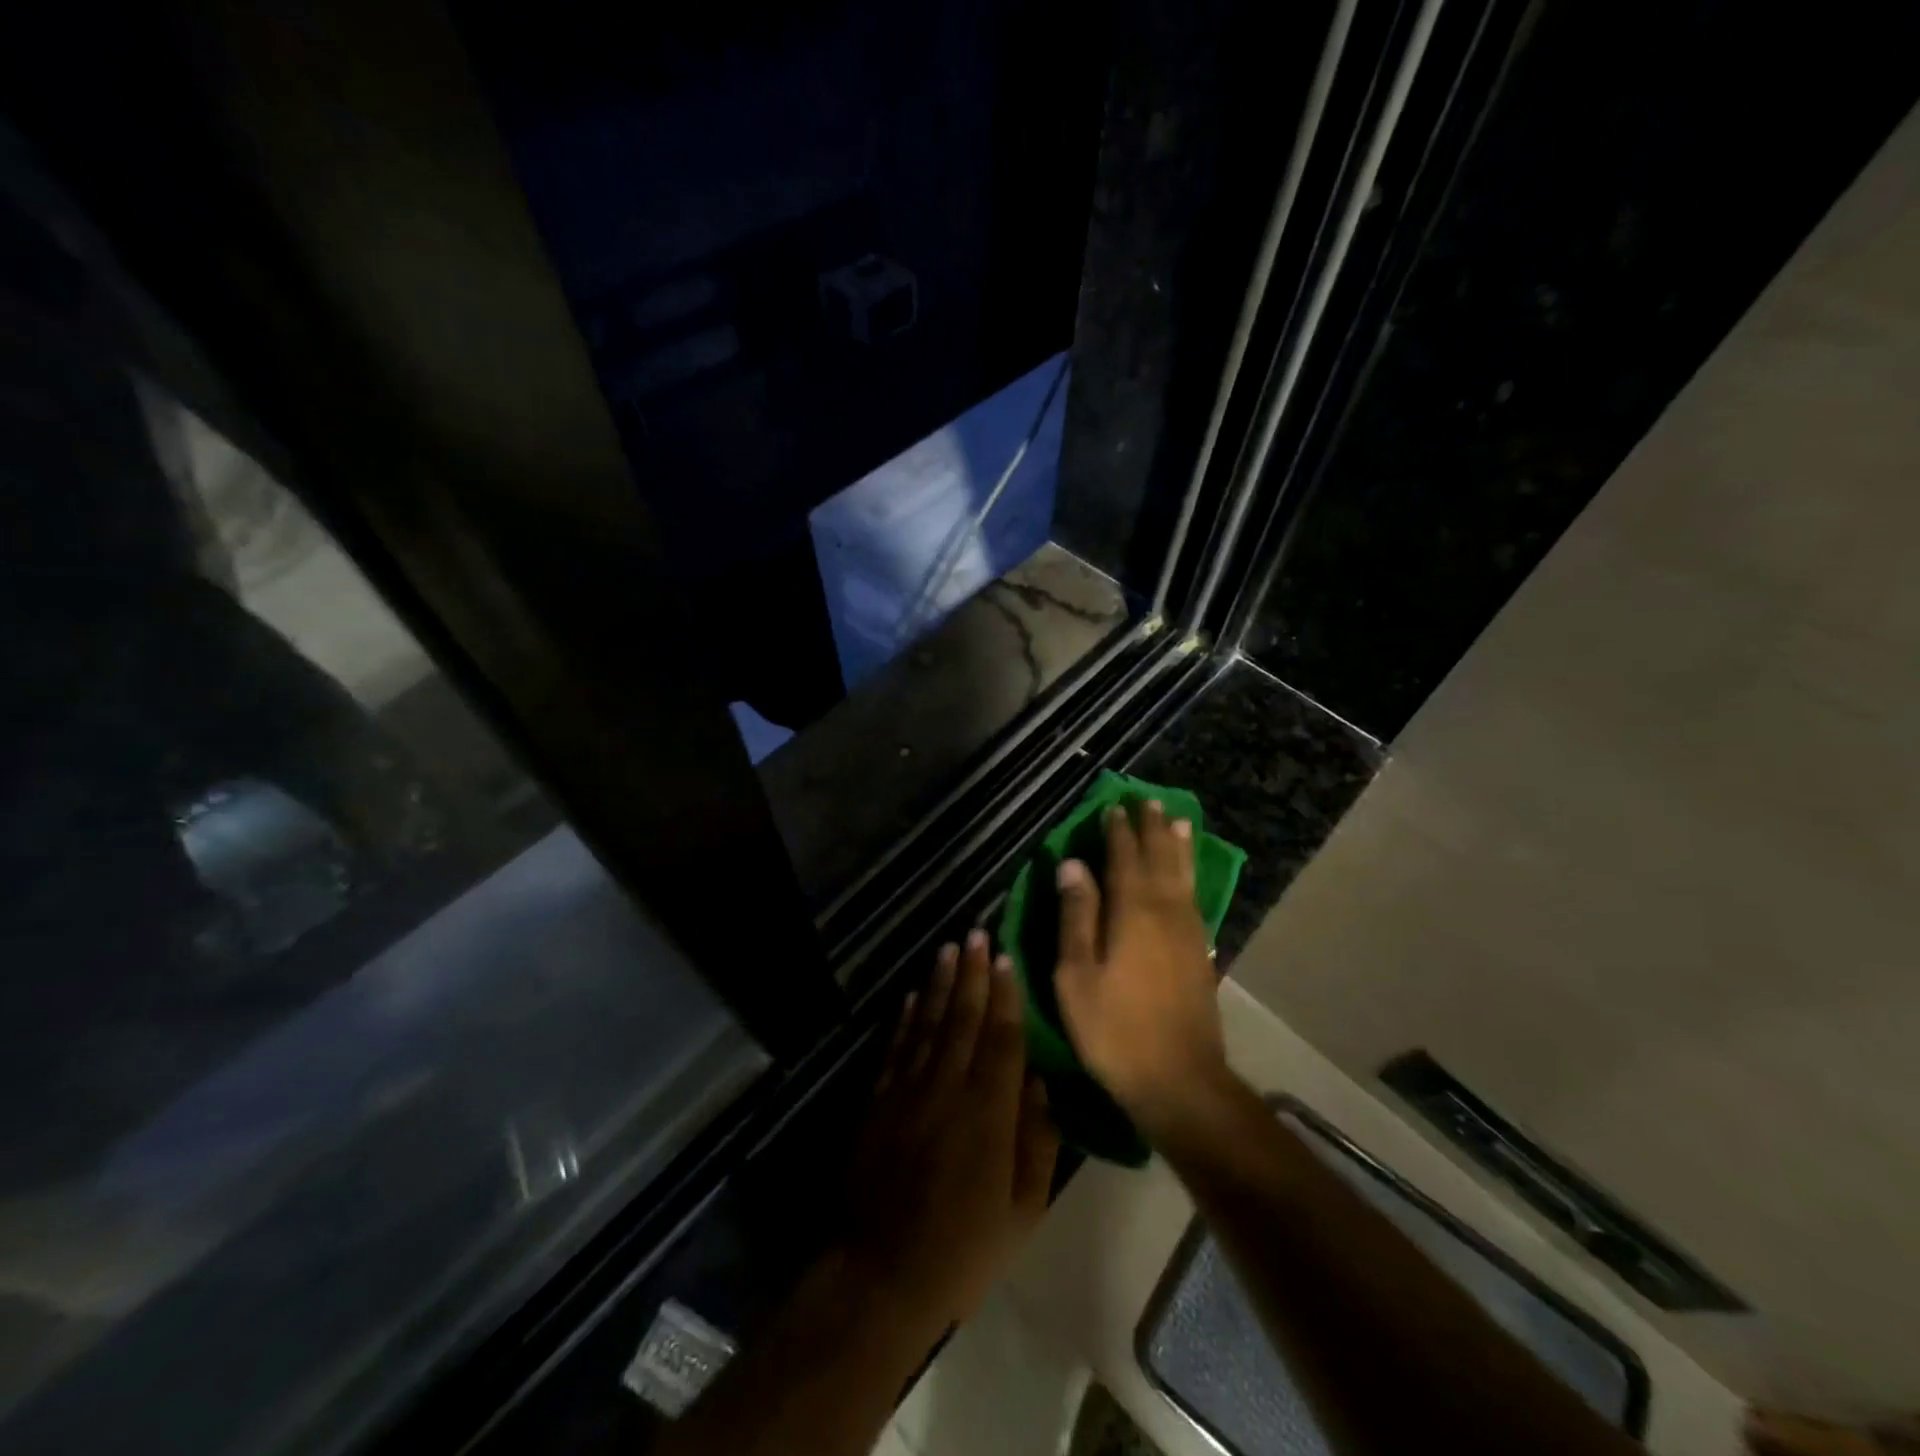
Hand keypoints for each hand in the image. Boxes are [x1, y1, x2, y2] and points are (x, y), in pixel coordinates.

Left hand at [846, 931, 1059, 1330]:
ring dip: (941, 984)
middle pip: (964, 1019)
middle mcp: (948, 1088)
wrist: (883, 1273)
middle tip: (976, 933)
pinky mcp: (879, 1100)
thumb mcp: (1023, 1208)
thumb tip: (1040, 1082)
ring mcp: (908, 1090)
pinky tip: (914, 995)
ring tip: (948, 949)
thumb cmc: (965, 1247)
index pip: (1002, 1039)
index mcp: (989, 1112)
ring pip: (929, 1023)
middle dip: (972, 974)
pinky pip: (897, 1047)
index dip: (1006, 996)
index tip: (1006, 958)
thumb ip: (1037, 1140)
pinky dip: (906, 1017)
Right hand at [1053, 800, 1229, 1134]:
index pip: (1124, 858)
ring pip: (1183, 874)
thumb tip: (1072, 864)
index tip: (1112, 807)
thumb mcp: (1076, 975)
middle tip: (1147, 801)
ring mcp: (1188, 931)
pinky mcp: (1201, 952)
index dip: (1118, 832)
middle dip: (1151, 828)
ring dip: (1177, 845)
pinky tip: (1187, 874)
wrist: (1180, 1081)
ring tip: (1176, 820)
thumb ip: (1076, 915)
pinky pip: (1194, 896)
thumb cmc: (1114, 1029)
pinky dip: (1190, 874)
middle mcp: (1165, 911)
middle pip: (1159, 858)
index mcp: (1131, 912)